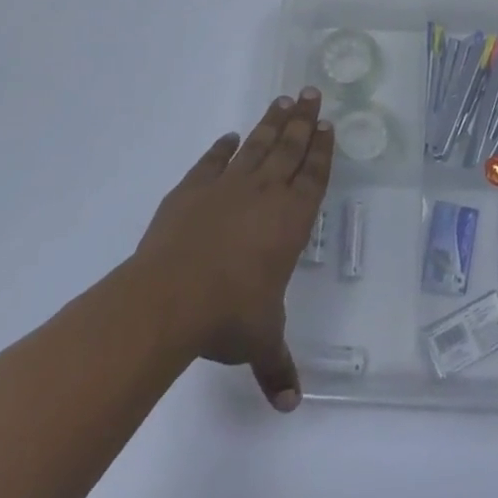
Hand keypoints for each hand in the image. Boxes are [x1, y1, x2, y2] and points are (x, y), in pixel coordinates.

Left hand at [133, 88, 332, 410]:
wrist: (169, 297)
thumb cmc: (228, 315)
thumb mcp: (260, 342)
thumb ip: (278, 365)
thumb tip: (291, 404)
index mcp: (290, 220)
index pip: (313, 176)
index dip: (322, 150)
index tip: (328, 124)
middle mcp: (265, 194)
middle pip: (290, 147)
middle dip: (303, 120)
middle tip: (312, 92)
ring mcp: (227, 187)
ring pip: (257, 145)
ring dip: (271, 123)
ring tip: (284, 100)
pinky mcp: (192, 189)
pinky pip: (212, 161)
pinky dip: (222, 148)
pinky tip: (229, 137)